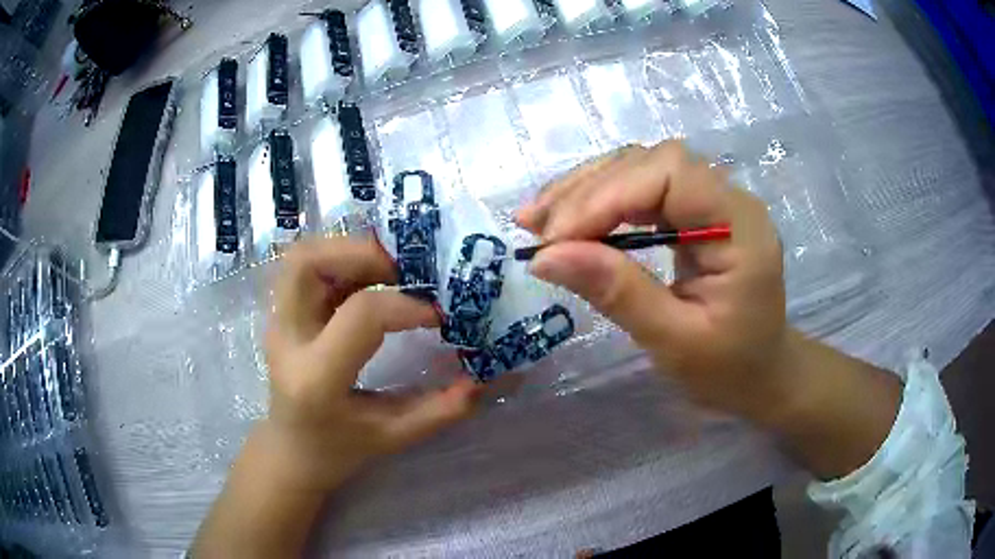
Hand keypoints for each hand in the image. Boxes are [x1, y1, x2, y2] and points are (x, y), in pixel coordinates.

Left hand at [261, 236, 479, 491]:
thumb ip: (442, 409)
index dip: (407, 305)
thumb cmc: (339, 450)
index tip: (439, 314)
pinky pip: (307, 268)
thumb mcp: (394, 437)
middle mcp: (288, 340)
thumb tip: (484, 378)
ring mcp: (278, 322)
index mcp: (317, 378)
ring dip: (349, 252)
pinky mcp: (281, 314)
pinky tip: (370, 281)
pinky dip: (342, 262)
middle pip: (309, 263)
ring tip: (388, 271)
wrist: (291, 451)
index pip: (361, 315)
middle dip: (362, 253)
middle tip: (404, 271)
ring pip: (303, 256)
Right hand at [517, 142, 794, 422]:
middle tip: (533, 227)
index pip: (671, 175)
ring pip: (641, 168)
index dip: (607, 195)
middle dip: (588, 190)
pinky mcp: (694, 212)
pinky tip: (569, 221)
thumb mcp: (674, 342)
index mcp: (741, 228)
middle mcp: (730, 200)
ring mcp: (712, 201)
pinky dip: (600, 202)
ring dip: (586, 190)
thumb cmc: (728, 370)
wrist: (760, 375)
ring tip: (538, 221)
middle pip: (651, 162)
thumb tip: (546, 257)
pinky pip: (642, 190)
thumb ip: (617, 293)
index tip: (555, 239)